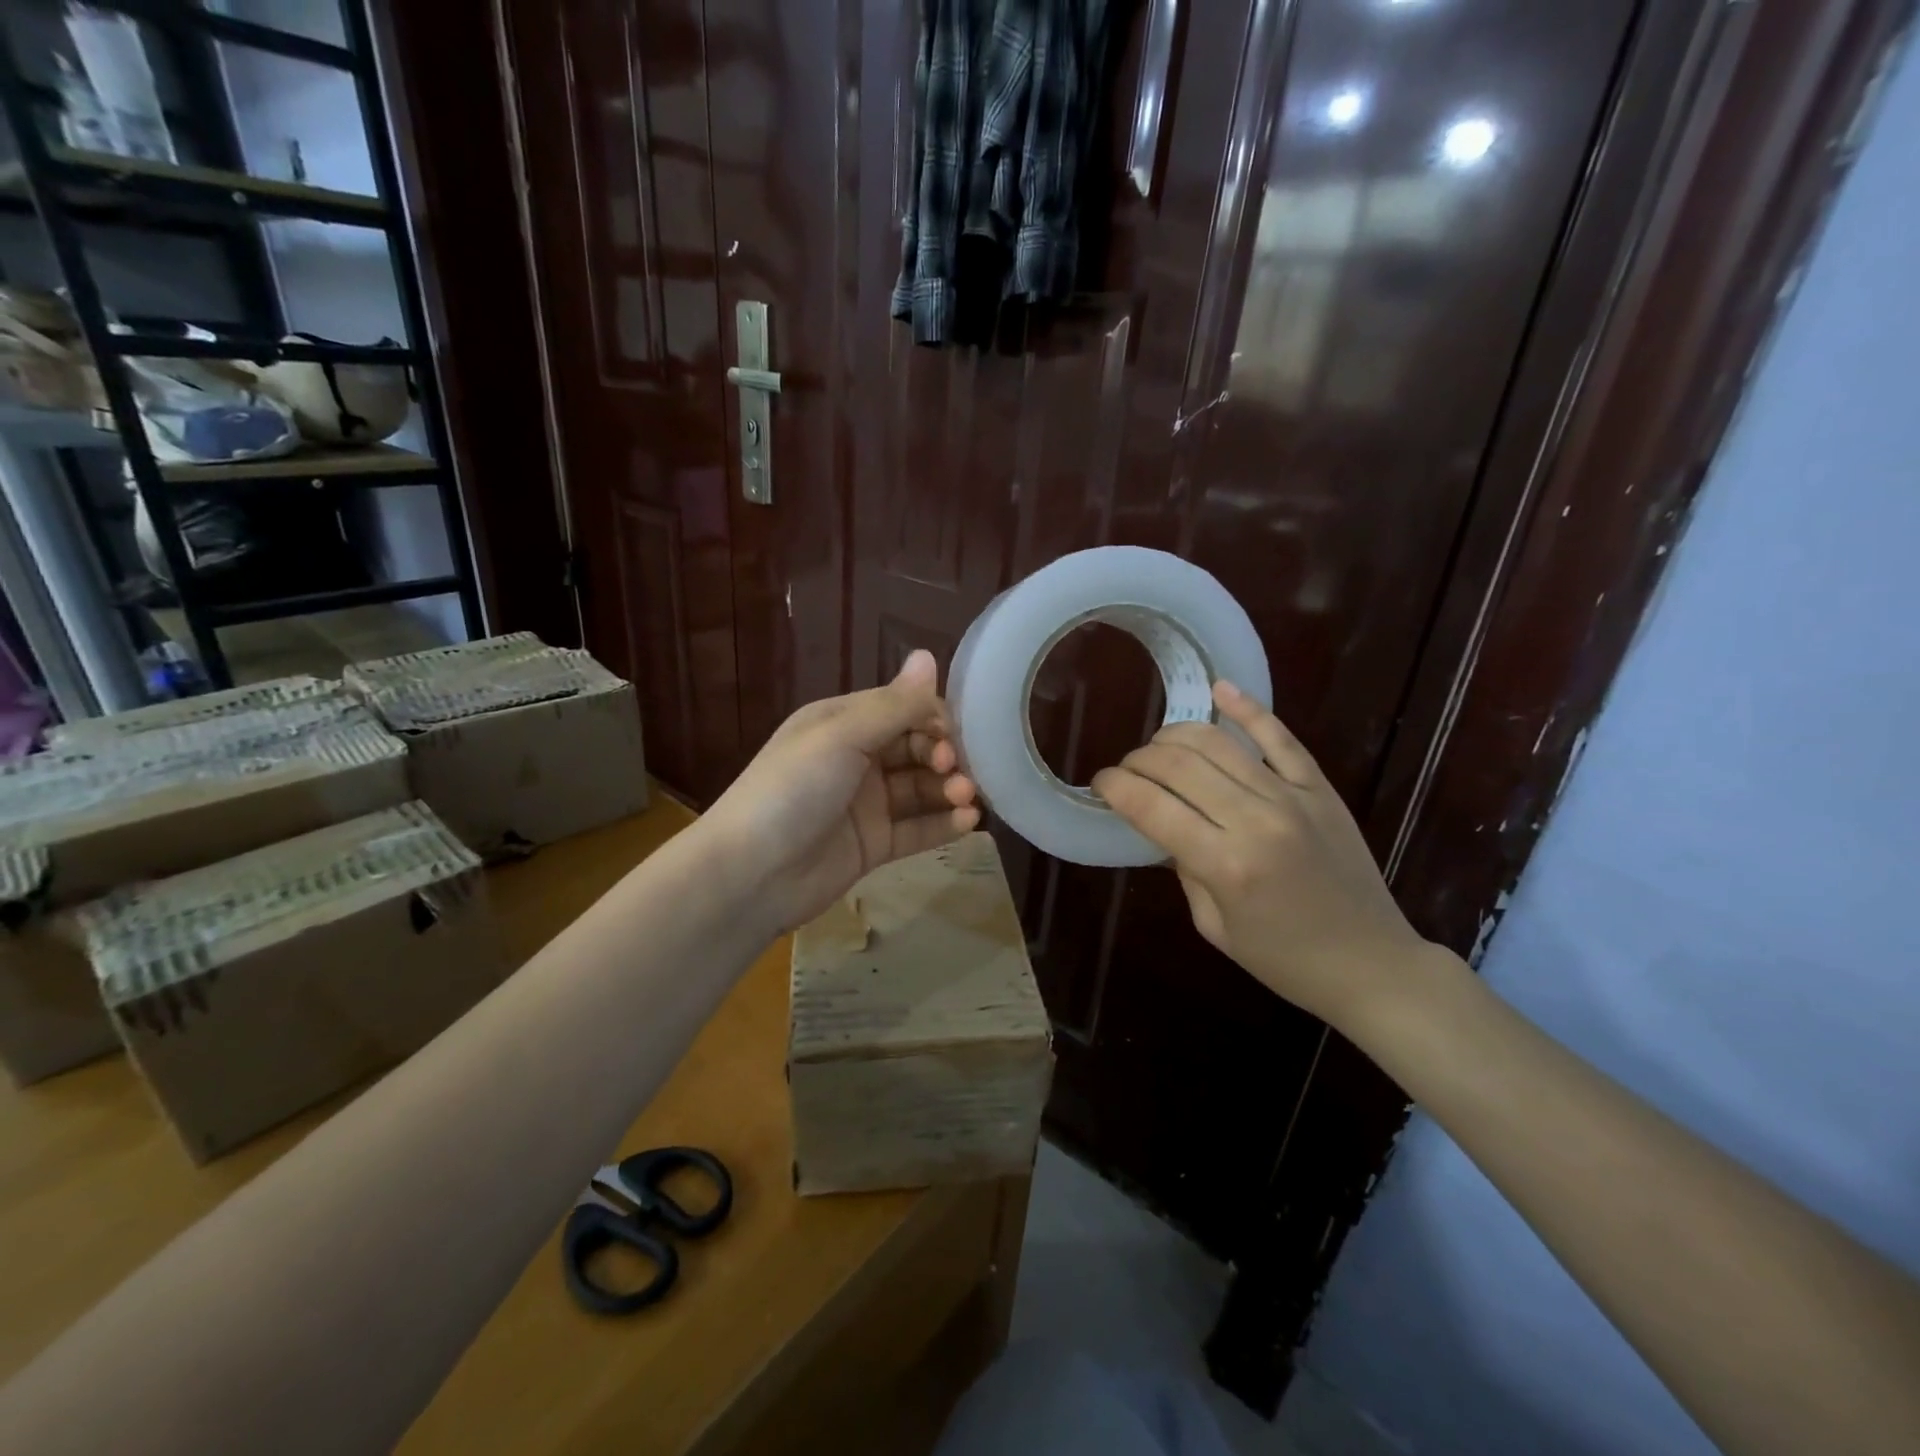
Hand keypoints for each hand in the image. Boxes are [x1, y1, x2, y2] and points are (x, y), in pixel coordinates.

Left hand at [696, 650, 979, 935]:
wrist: (750, 874)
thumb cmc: (793, 789)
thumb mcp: (842, 736)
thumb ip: (894, 704)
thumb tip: (929, 655)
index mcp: (843, 723)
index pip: (902, 709)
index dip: (933, 718)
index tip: (954, 736)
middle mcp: (856, 759)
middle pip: (915, 748)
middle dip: (943, 756)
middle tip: (958, 773)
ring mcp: (865, 804)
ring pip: (920, 789)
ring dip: (949, 789)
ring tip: (966, 798)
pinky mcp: (873, 845)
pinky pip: (916, 829)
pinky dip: (944, 824)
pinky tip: (969, 822)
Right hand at [1091, 681, 1430, 1028]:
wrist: (1371, 963)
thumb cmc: (1283, 959)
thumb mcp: (1213, 925)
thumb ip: (1183, 867)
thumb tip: (1162, 825)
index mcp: (1225, 865)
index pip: (1150, 806)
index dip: (1114, 786)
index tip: (1100, 784)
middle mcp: (1256, 819)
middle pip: (1178, 764)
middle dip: (1138, 760)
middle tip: (1126, 772)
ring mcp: (1291, 796)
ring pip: (1218, 743)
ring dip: (1175, 735)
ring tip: (1158, 748)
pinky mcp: (1318, 786)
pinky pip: (1279, 737)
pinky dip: (1247, 708)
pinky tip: (1218, 689)